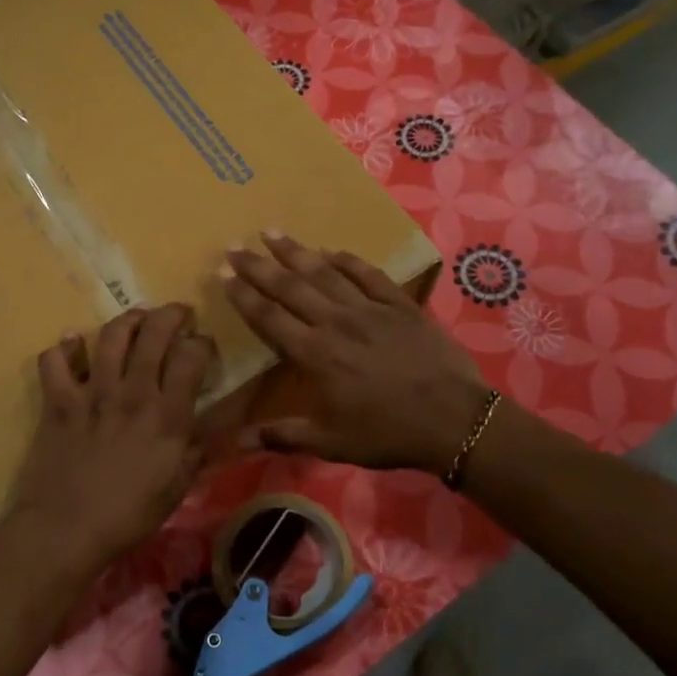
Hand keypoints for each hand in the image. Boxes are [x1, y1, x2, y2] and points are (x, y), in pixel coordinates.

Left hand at [8, 304, 214, 568]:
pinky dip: (63, 348)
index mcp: (168, 414)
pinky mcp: (58, 401)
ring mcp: (92, 392)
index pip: (192, 356)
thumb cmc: (130, 514)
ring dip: (127, 320)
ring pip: (111, 336)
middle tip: (177, 314)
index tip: (203, 347)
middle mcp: (133, 392)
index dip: (202, 343)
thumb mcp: (179, 486)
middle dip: (170, 314)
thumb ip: (200, 448)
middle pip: (154, 332)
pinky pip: (55, 360)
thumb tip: (220, 424)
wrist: (67, 529)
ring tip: (136, 320)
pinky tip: (71, 345)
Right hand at [224, 232, 489, 474]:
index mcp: (315, 354)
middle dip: (259, 265)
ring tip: (273, 232)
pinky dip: (348, 260)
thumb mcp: (330, 443)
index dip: (244, 295)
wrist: (453, 420)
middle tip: (235, 245)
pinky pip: (368, 274)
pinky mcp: (400, 305)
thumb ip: (281, 436)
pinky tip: (332, 250)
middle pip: (290, 287)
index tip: (223, 274)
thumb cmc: (387, 433)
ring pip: (325, 273)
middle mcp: (336, 322)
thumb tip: (233, 443)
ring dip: (297, 252)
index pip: (270, 317)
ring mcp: (370, 309)